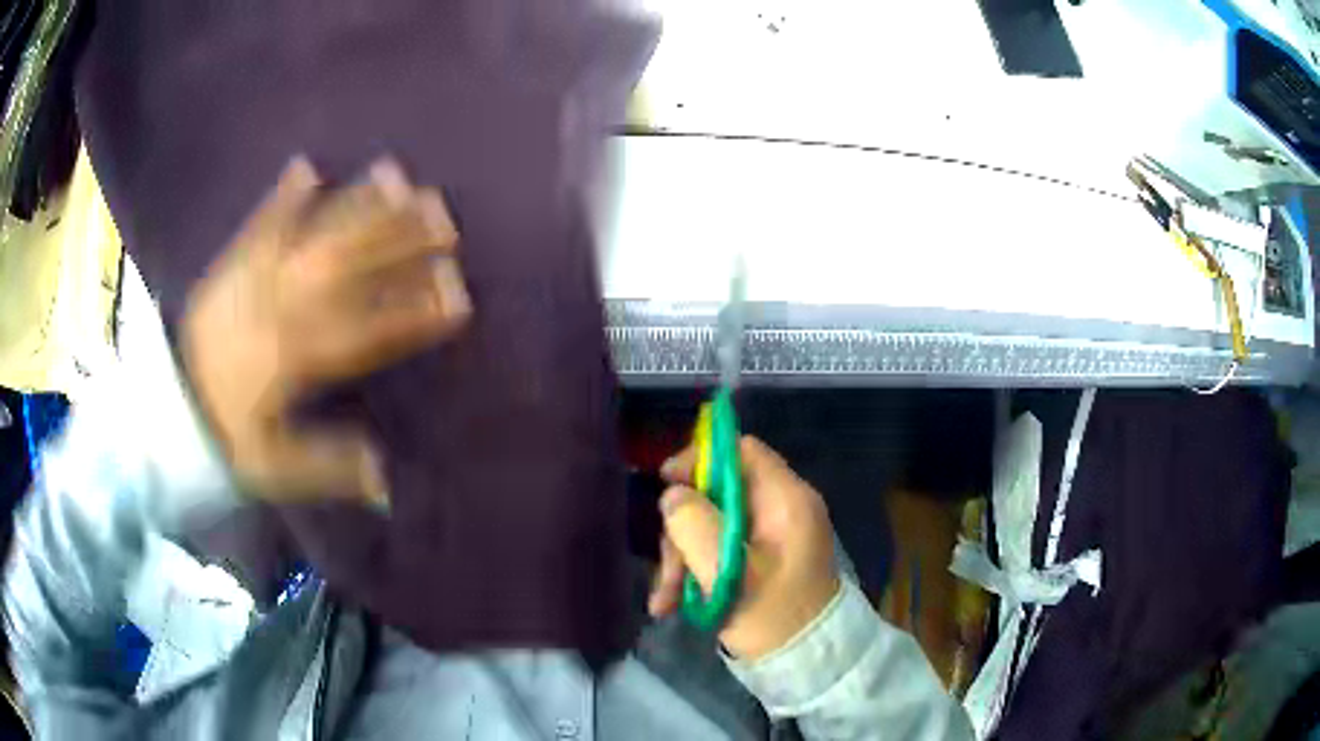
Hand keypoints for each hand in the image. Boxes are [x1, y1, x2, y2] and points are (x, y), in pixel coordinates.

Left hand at [182, 157, 469, 505]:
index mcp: (294, 360)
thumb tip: (385, 481)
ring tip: (396, 175)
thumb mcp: (272, 469)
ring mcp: (254, 278)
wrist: (166, 407)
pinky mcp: (232, 264)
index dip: (414, 312)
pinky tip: (308, 166)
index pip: (365, 331)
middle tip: (446, 217)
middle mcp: (281, 308)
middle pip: (347, 268)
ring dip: (355, 204)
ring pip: (312, 235)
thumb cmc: (223, 438)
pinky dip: (283, 195)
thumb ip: (327, 468)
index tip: (458, 294)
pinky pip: (259, 224)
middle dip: (399, 240)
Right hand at [649, 435, 840, 660]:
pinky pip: (718, 550)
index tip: (666, 483)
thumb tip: (673, 495)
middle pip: (717, 494)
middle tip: (668, 570)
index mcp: (786, 500)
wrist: (806, 662)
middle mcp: (780, 510)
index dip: (700, 459)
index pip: (742, 451)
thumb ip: (694, 525)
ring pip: (711, 525)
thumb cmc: (773, 615)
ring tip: (665, 601)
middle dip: (684, 530)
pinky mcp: (758, 560)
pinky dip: (695, 571)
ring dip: (683, 559)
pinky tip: (671, 603)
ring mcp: (769, 537)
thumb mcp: (727, 572)